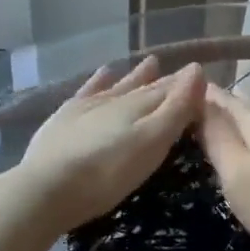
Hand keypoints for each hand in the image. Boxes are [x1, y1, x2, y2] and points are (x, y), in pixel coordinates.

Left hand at [16, 57, 204, 234]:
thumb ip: (176, 108)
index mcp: (141, 106)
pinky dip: (100, 80)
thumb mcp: (152, 143)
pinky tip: (105, 72)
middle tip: (183, 72)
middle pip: (147, 87)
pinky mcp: (65, 117)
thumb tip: (197, 69)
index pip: (171, 90)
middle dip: (166, 81)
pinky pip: (88, 90)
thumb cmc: (108, 173)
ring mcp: (88, 106)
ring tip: (151, 62)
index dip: (188, 85)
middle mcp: (116, 98)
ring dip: (137, 75)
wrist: (46, 188)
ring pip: (120, 85)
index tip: (203, 77)